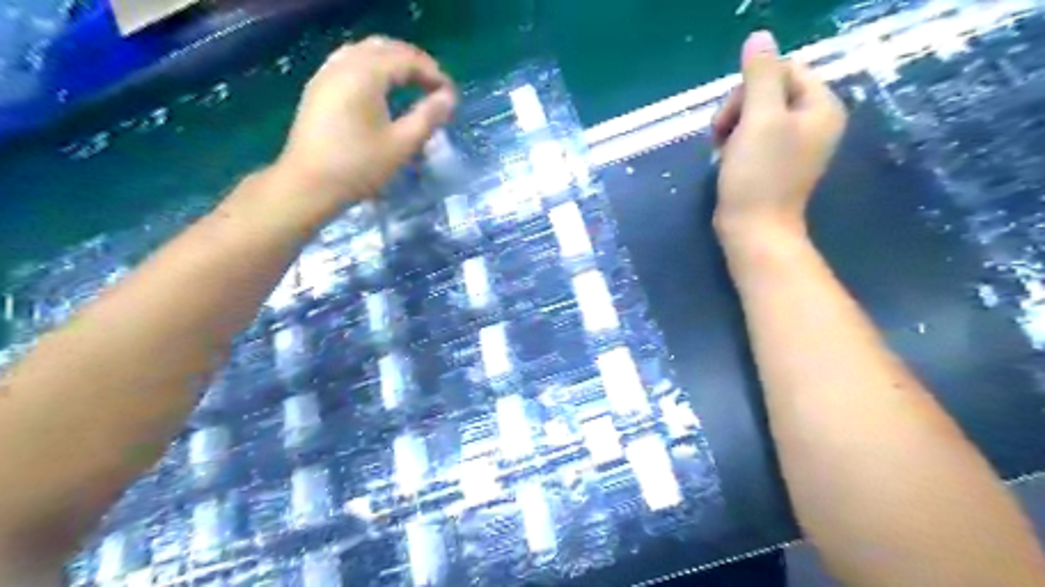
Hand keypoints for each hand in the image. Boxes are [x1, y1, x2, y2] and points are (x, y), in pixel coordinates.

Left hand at [272, 35, 457, 211]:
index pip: (407, 60)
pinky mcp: (318, 88)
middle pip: (385, 48)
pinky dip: (372, 67)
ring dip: (393, 62)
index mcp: (365, 74)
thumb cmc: (358, 167)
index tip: (451, 97)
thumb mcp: (401, 145)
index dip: (434, 74)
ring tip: (412, 83)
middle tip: (435, 86)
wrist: (308, 185)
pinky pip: (349, 62)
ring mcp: (327, 74)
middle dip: (415, 63)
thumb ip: (428, 117)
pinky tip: (380, 87)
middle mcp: (344, 64)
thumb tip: (448, 98)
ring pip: (365, 52)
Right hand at [711, 30, 848, 240]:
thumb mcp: (759, 119)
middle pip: (770, 91)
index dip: (751, 86)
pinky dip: (736, 143)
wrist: (753, 230)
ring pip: (757, 114)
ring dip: (732, 126)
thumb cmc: (758, 176)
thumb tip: (760, 36)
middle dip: (739, 108)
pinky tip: (726, 159)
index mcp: (821, 107)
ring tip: (722, 150)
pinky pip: (754, 136)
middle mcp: (814, 122)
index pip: (784, 70)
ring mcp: (794, 145)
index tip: (733, 116)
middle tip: (721, 135)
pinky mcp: (775, 162)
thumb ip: (760, 75)